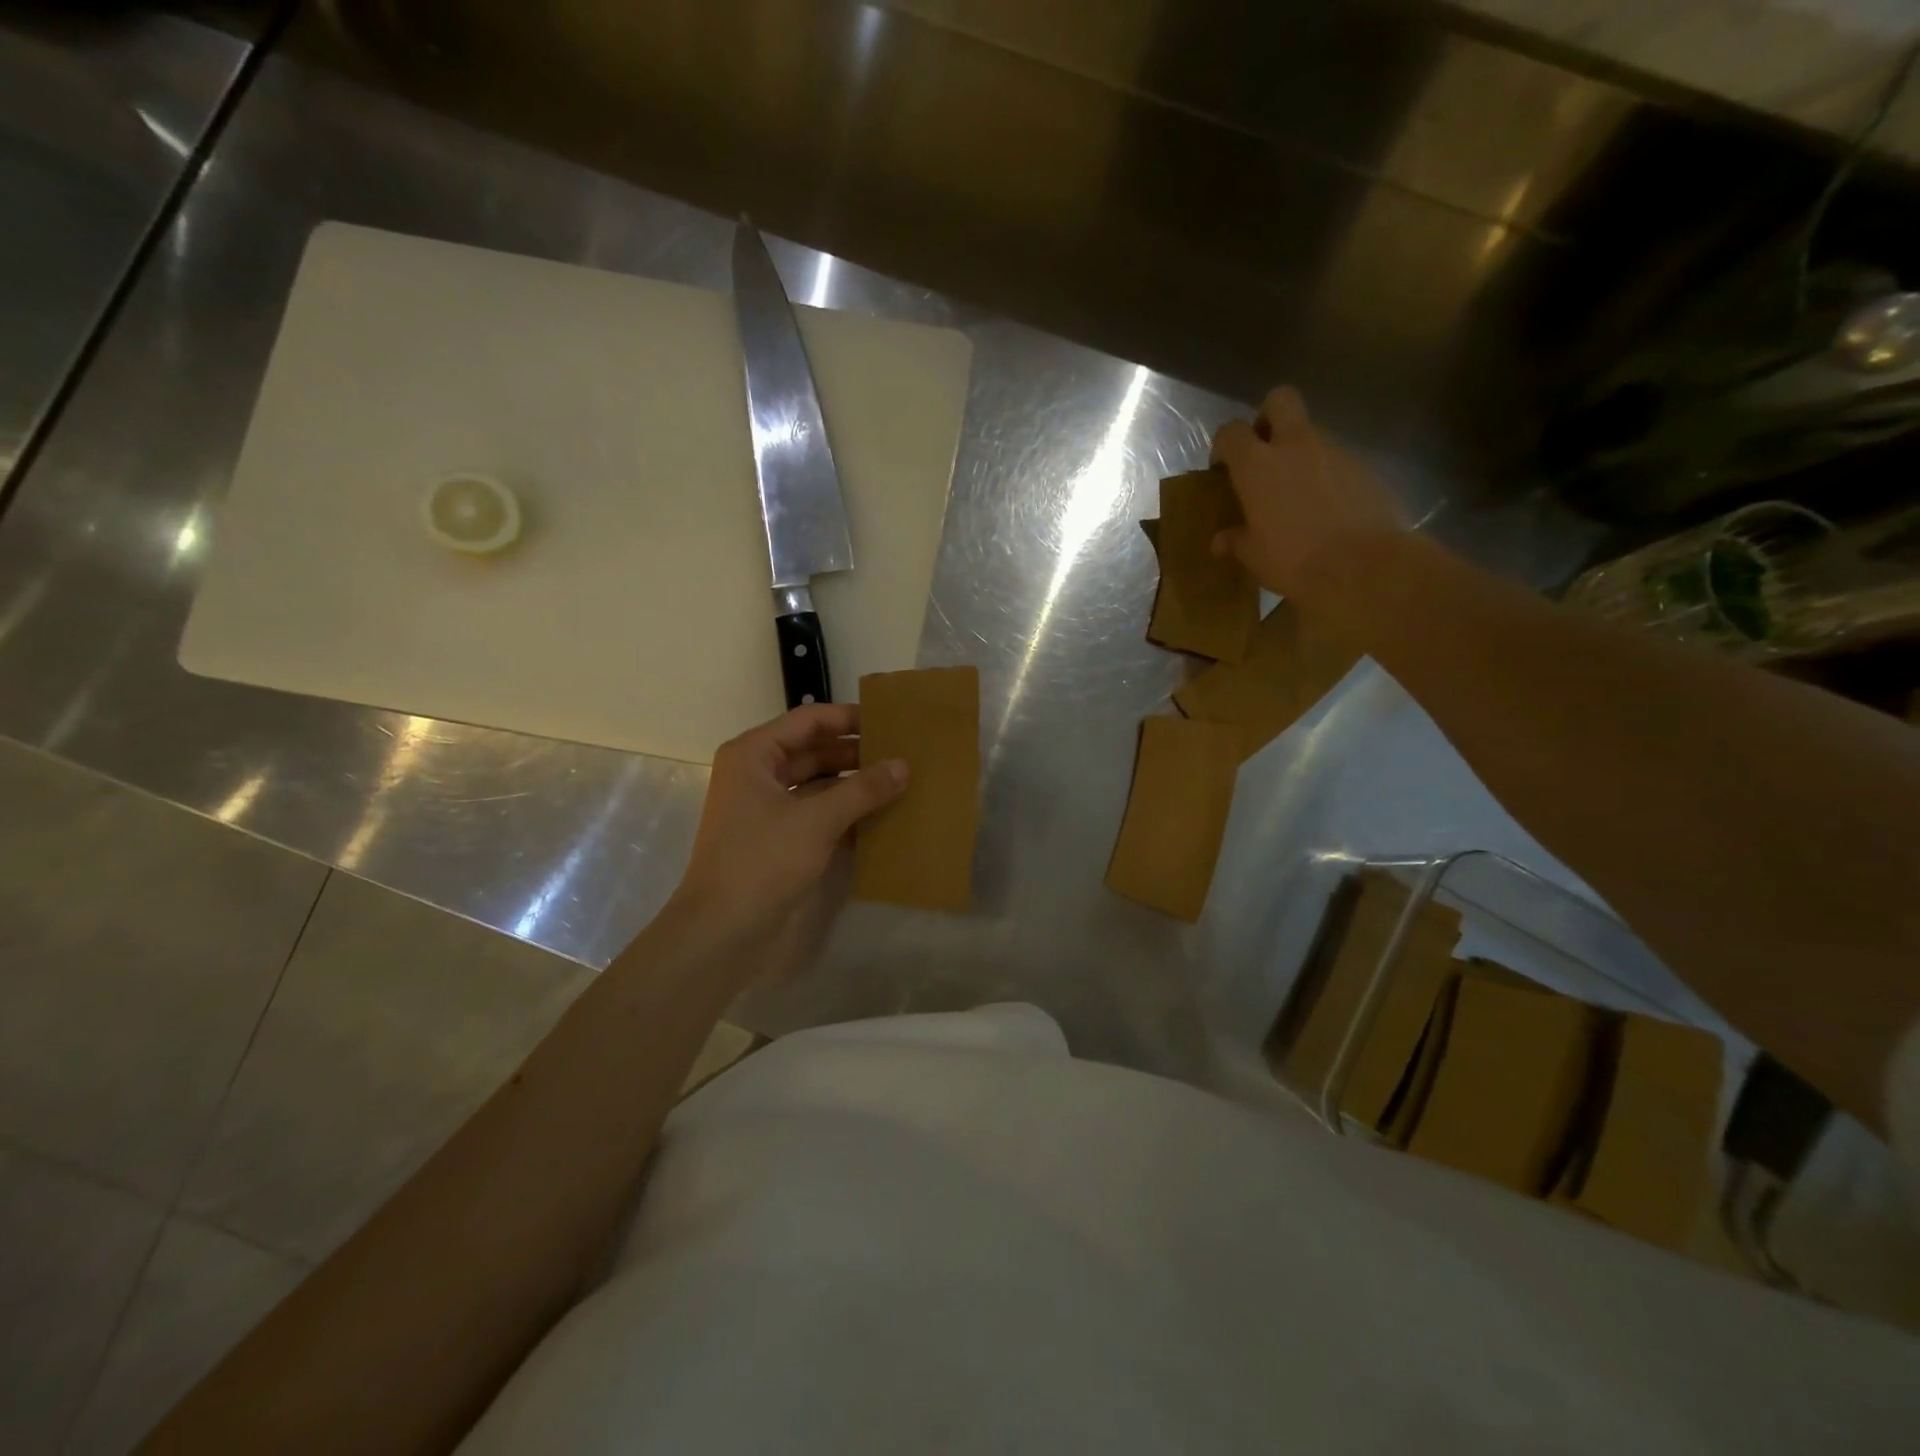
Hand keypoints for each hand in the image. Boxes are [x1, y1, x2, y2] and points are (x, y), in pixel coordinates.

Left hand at [670, 704, 906, 958]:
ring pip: (818, 784)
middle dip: (856, 754)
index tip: (891, 722)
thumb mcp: (817, 820)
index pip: (809, 720)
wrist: (722, 932)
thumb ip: (863, 789)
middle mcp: (758, 774)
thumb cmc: (762, 861)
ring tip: (899, 783)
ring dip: (854, 785)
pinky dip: (845, 812)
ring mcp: (767, 808)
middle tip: (903, 754)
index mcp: (754, 755)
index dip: (849, 719)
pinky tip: (881, 817)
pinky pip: (817, 813)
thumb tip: (904, 765)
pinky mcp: (778, 838)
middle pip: (814, 751)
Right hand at [1209, 386, 1403, 596]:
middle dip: (1267, 417)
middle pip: (1280, 400)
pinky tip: (1326, 507)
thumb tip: (1221, 540)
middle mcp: (1295, 445)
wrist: (1362, 566)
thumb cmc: (1293, 560)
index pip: (1230, 431)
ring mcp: (1334, 451)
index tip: (1223, 469)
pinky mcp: (1364, 466)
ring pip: (1311, 432)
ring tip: (1296, 493)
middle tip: (1263, 452)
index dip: (1223, 445)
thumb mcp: (1254, 556)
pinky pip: (1337, 459)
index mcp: (1257, 465)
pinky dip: (1326, 474)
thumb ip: (1236, 540)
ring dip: (1299, 452)